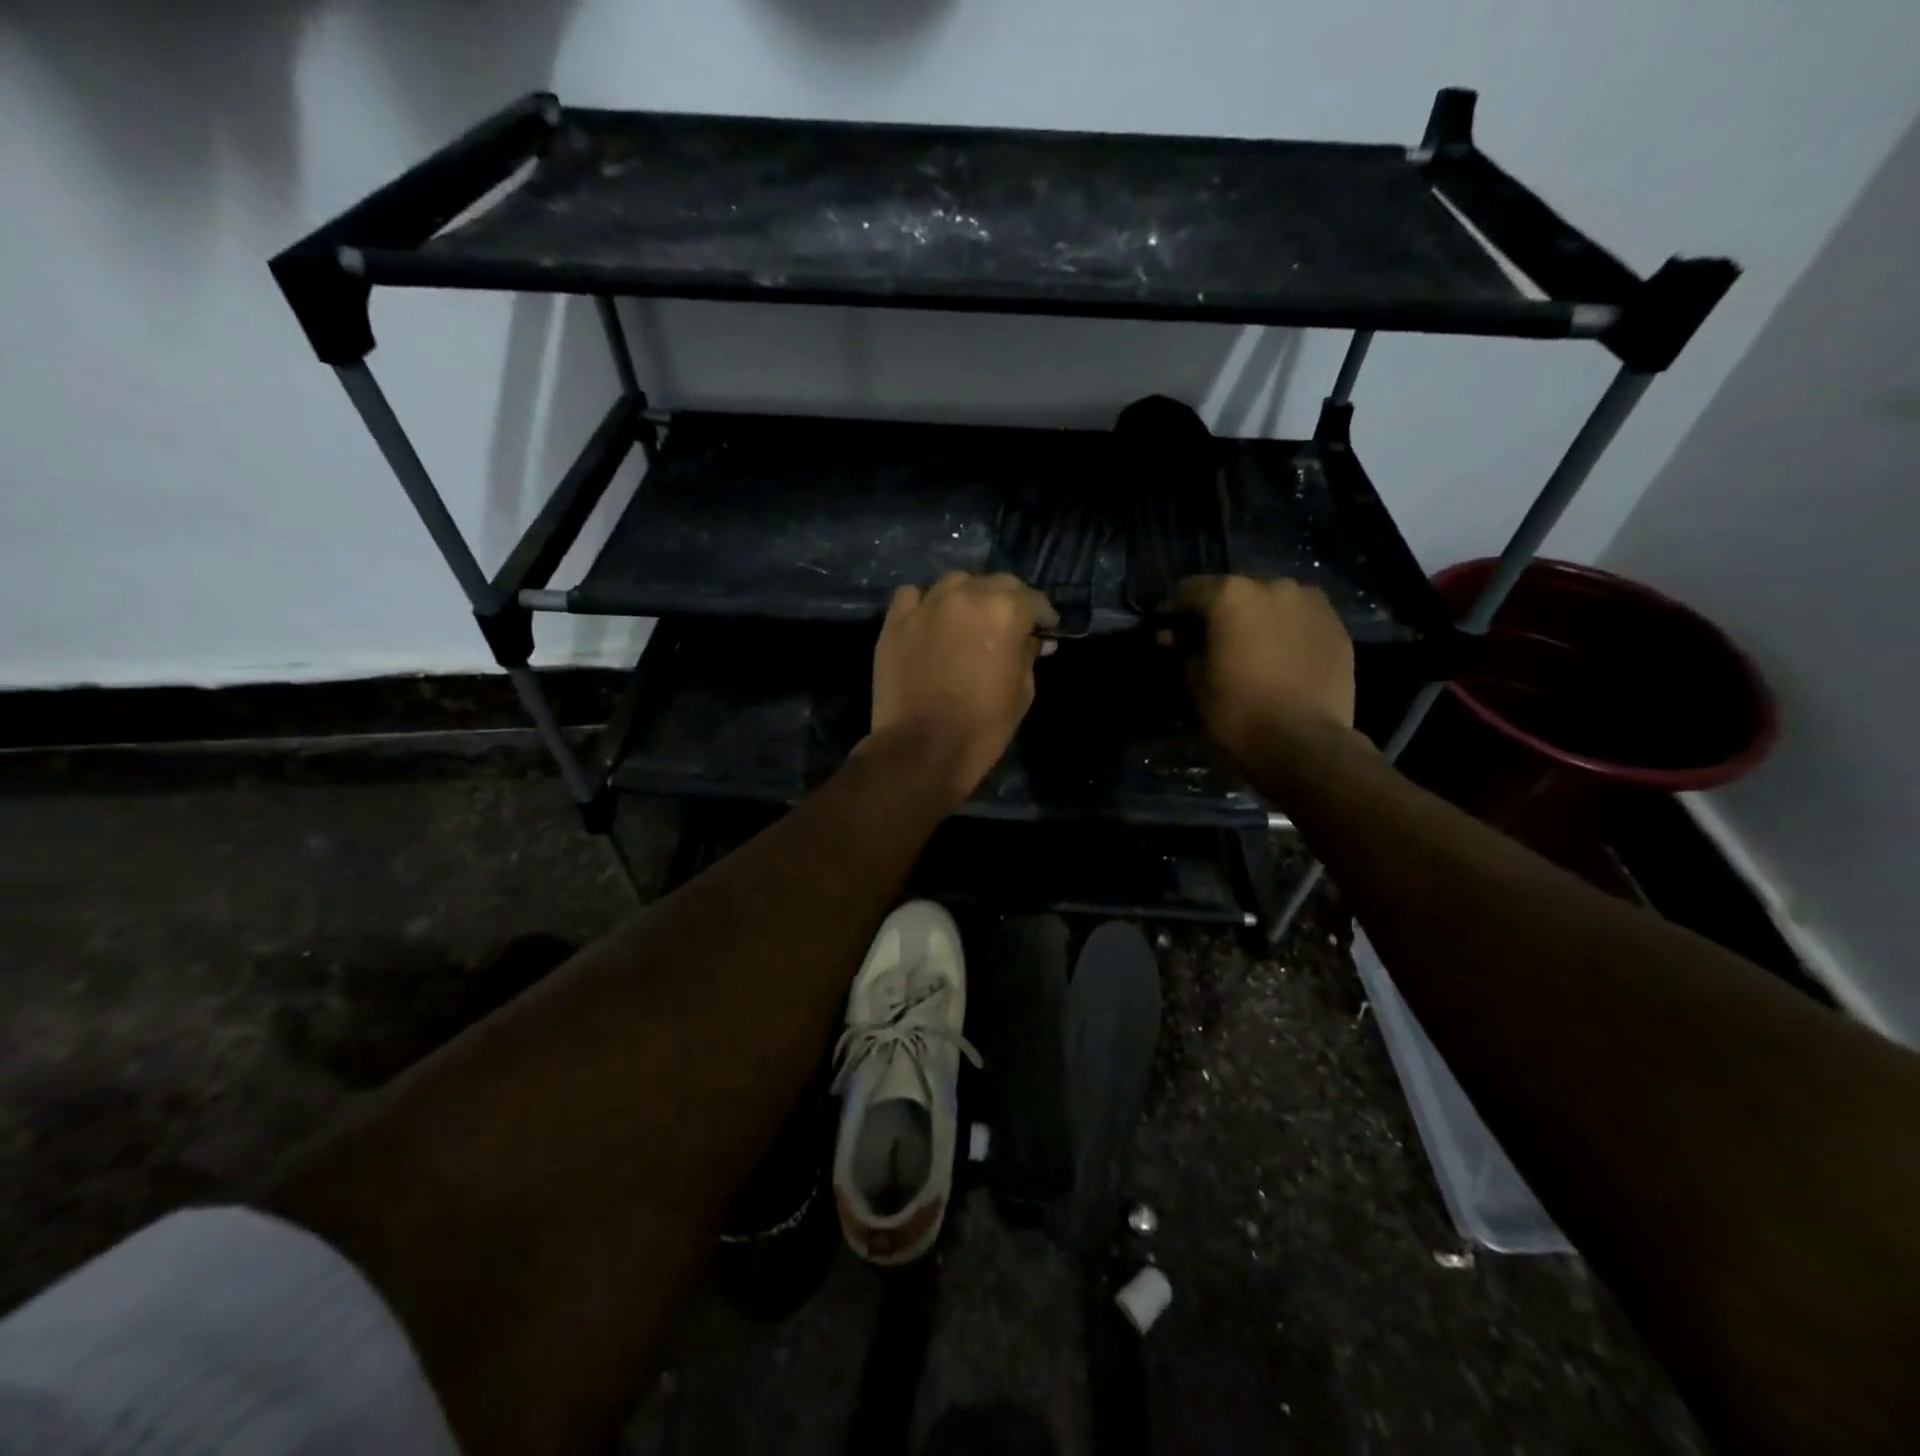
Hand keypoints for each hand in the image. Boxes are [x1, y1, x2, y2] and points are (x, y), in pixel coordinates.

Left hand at [870, 571, 1059, 806]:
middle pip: (995, 583)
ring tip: (968, 619)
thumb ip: (1028, 655)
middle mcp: (966, 596)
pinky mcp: (895, 621)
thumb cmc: (982, 727)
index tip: (1045, 629)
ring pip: (954, 582)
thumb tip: (1033, 640)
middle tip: (1009, 625)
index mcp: (1004, 612)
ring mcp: (927, 606)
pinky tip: (930, 621)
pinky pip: (913, 596)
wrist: (922, 750)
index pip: (1033, 599)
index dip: (1043, 615)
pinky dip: (925, 603)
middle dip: (1008, 600)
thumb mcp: (1022, 693)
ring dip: (967, 596)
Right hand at [1173, 575, 1354, 761]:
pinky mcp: (1337, 625)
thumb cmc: (1240, 710)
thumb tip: (1175, 635)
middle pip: (1236, 591)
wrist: (1306, 741)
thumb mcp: (1198, 681)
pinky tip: (1284, 659)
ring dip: (1259, 618)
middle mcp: (1273, 586)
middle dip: (1222, 612)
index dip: (1176, 611)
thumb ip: (1186, 648)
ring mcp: (1311, 602)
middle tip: (1215, 642)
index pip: (1190, 589)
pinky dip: (1288, 631)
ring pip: (1273, 602)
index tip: (1172, 632)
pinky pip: (1301, 619)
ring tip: (1255, 649)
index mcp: (1231, 595)